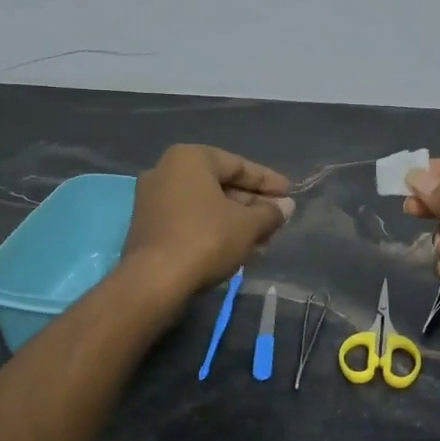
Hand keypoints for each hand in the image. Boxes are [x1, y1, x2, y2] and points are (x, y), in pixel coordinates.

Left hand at [122, 144, 293, 298]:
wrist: (155, 282)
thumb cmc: (206, 239)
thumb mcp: (248, 224)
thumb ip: (270, 212)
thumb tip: (286, 206)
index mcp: (189, 158)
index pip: (238, 165)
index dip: (267, 181)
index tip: (289, 194)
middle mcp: (166, 172)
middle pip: (221, 186)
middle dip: (253, 205)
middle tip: (278, 220)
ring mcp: (154, 201)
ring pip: (207, 207)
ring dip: (238, 222)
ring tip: (265, 240)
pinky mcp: (150, 229)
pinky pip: (192, 222)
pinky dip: (216, 232)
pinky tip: (240, 250)